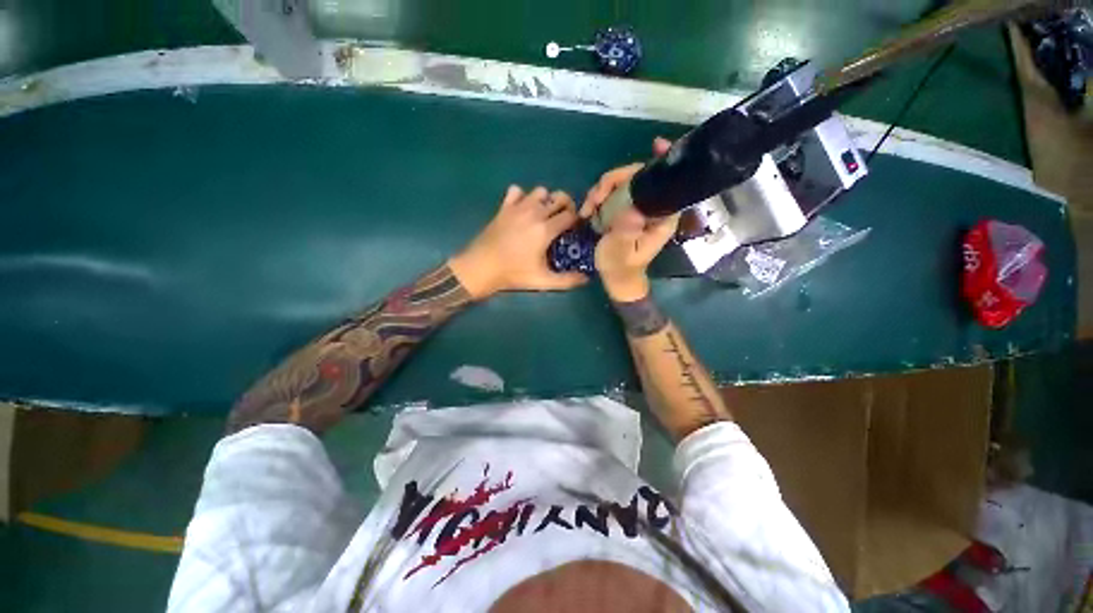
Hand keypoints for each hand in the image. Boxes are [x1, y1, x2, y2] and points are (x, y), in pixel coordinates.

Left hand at [449, 185, 587, 299]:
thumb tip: (586, 279)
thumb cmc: (513, 274)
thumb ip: (567, 281)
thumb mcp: (542, 281)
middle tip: (563, 220)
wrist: (481, 267)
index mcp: (545, 229)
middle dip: (566, 206)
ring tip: (544, 215)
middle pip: (559, 197)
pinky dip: (522, 197)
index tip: (574, 229)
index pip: (570, 215)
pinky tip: (522, 210)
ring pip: (540, 191)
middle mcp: (534, 213)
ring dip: (546, 200)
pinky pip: (516, 191)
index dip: (576, 220)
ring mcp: (517, 207)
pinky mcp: (504, 207)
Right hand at [582, 138, 678, 301]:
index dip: (661, 163)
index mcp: (662, 216)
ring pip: (622, 183)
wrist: (615, 278)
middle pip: (638, 177)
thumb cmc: (621, 267)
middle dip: (614, 181)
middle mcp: (652, 207)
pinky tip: (588, 210)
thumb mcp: (621, 252)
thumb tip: (629, 209)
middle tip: (594, 198)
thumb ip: (626, 232)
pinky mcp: (623, 209)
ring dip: (601, 190)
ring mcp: (636, 207)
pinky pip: (611, 193)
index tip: (655, 144)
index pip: (666, 183)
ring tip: (588, 208)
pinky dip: (597, 197)